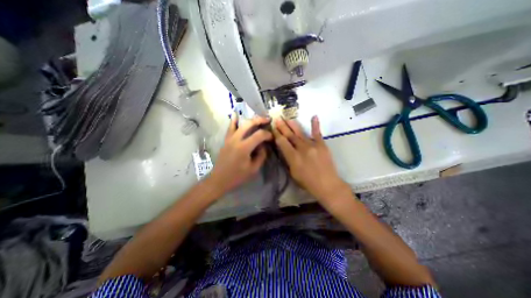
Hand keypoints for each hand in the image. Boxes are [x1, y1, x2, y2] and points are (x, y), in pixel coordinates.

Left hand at [209, 114, 273, 192]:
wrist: (219, 179)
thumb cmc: (237, 176)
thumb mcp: (254, 169)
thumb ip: (261, 156)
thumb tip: (263, 146)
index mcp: (244, 148)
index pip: (259, 135)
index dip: (267, 134)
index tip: (272, 137)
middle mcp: (236, 139)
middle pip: (249, 124)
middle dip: (260, 120)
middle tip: (267, 120)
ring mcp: (229, 138)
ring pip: (240, 124)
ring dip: (250, 119)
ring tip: (258, 118)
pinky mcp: (226, 140)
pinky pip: (230, 128)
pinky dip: (233, 120)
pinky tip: (235, 114)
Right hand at [274, 116, 349, 202]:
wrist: (327, 184)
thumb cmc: (307, 182)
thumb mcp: (293, 173)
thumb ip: (288, 159)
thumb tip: (285, 149)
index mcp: (293, 157)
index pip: (282, 142)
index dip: (277, 134)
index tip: (273, 128)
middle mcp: (301, 149)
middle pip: (290, 135)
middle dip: (282, 127)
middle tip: (277, 119)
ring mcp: (312, 145)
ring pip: (300, 132)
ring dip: (292, 124)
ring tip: (287, 118)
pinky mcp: (322, 144)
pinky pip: (317, 133)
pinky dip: (315, 124)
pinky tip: (314, 116)